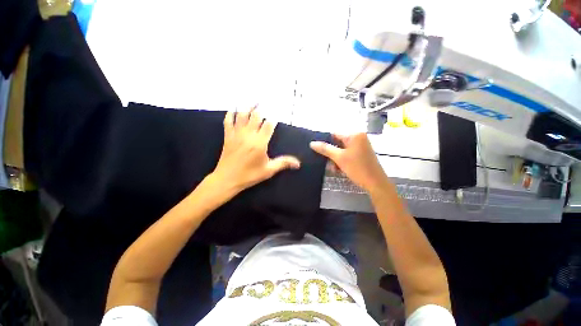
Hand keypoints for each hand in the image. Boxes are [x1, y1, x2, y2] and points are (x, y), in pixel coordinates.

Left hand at [211, 108, 300, 194]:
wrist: (227, 179)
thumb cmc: (249, 175)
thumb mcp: (268, 170)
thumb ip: (283, 163)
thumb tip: (298, 164)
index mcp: (260, 143)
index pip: (269, 125)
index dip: (274, 117)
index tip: (278, 110)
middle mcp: (248, 135)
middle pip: (256, 116)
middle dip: (262, 108)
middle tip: (267, 100)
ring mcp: (237, 134)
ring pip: (242, 115)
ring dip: (248, 106)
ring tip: (254, 100)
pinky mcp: (228, 136)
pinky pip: (228, 121)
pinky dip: (231, 113)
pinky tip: (234, 108)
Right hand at [310, 133, 388, 192]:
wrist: (376, 183)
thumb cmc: (357, 168)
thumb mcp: (339, 158)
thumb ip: (325, 149)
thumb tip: (312, 143)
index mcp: (354, 135)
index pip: (334, 134)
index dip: (326, 142)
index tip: (319, 152)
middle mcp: (358, 138)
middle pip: (338, 143)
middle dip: (331, 154)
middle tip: (328, 164)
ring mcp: (361, 146)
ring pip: (342, 150)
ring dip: (336, 159)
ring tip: (334, 169)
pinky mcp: (362, 154)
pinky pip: (348, 154)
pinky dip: (342, 161)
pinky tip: (340, 170)